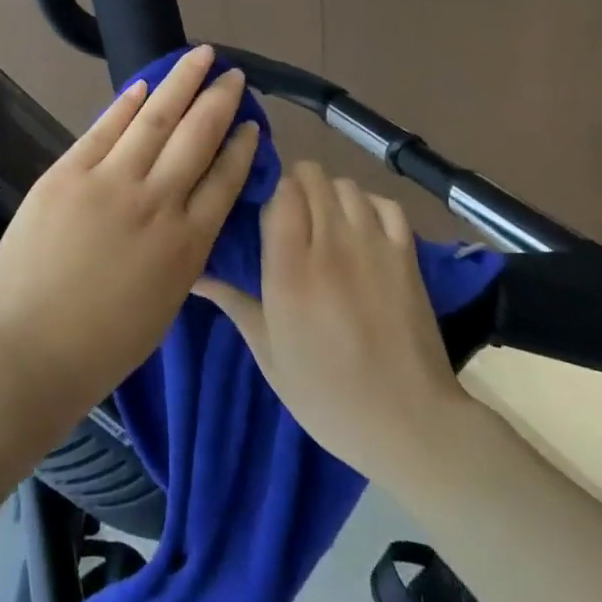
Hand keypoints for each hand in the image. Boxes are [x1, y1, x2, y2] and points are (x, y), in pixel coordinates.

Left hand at [0, 45, 259, 450]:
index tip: (253, 124)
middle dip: (220, 101)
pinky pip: (105, 128)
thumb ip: (181, 253)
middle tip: (235, 75)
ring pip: (156, 119)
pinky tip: (144, 83)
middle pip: (198, 137)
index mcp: (186, 245)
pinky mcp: (67, 173)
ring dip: (181, 83)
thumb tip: (186, 212)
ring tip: (200, 57)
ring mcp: (110, 182)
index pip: (225, 181)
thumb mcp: (163, 304)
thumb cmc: (98, 348)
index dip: (242, 148)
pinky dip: (126, 103)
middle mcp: (157, 203)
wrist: (24, 353)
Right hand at [193, 161, 475, 480]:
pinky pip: (385, 203)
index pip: (280, 193)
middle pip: (312, 178)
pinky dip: (370, 204)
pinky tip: (361, 227)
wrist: (407, 422)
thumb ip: (234, 303)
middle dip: (297, 187)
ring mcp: (374, 245)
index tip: (266, 215)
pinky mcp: (407, 254)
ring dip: (331, 194)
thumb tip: (194, 275)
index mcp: (290, 269)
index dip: (271, 194)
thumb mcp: (269, 355)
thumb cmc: (327, 396)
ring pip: (346, 185)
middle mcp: (331, 244)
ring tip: (326, 223)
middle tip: (293, 218)